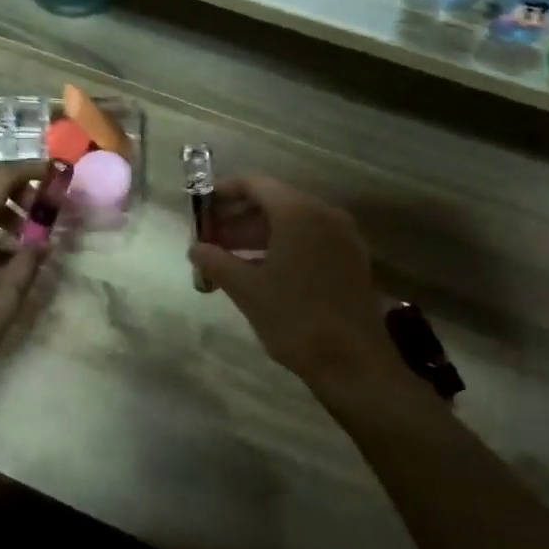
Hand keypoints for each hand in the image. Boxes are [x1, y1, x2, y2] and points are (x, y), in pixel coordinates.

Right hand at [187, 176, 394, 390]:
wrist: (353, 363)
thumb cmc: (295, 319)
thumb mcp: (247, 290)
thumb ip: (216, 261)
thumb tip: (195, 249)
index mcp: (298, 213)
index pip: (254, 184)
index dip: (222, 192)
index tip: (198, 208)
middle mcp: (324, 214)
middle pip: (272, 201)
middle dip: (236, 216)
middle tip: (208, 237)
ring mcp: (341, 237)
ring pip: (290, 222)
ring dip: (255, 233)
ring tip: (225, 257)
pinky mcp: (349, 259)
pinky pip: (307, 239)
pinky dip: (279, 245)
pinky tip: (256, 270)